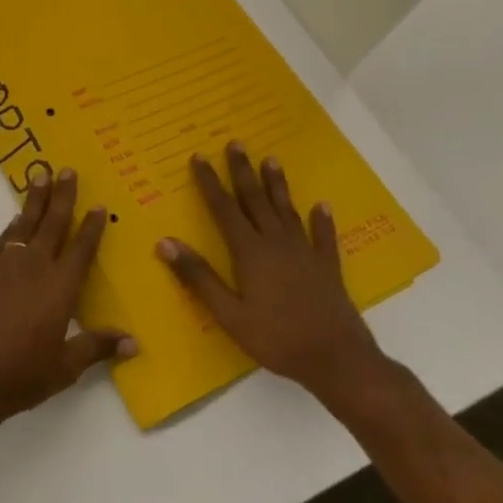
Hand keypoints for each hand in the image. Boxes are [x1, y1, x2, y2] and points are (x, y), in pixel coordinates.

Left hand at [0, 167, 135, 423]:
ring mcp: (2, 265)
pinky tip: (14, 222)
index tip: (99, 205)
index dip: (91, 227)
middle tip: (67, 170)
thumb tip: (133, 341)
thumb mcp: (64, 368)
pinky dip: (11, 227)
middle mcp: (33, 267)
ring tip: (40, 178)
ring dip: (33, 201)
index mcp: (59, 287)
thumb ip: (96, 347)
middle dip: (62, 196)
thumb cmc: (20, 374)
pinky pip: (1, 240)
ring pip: (23, 224)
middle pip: (52, 223)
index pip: (81, 249)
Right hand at [157, 143, 386, 403]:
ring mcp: (305, 253)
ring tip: (272, 160)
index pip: (224, 208)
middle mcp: (276, 243)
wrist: (337, 360)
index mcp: (250, 252)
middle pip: (256, 200)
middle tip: (236, 143)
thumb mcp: (228, 314)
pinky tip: (322, 206)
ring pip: (287, 210)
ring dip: (277, 185)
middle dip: (243, 171)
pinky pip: (323, 237)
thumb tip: (166, 242)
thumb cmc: (276, 339)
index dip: (210, 182)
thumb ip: (198, 277)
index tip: (198, 157)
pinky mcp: (327, 267)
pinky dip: (322, 220)